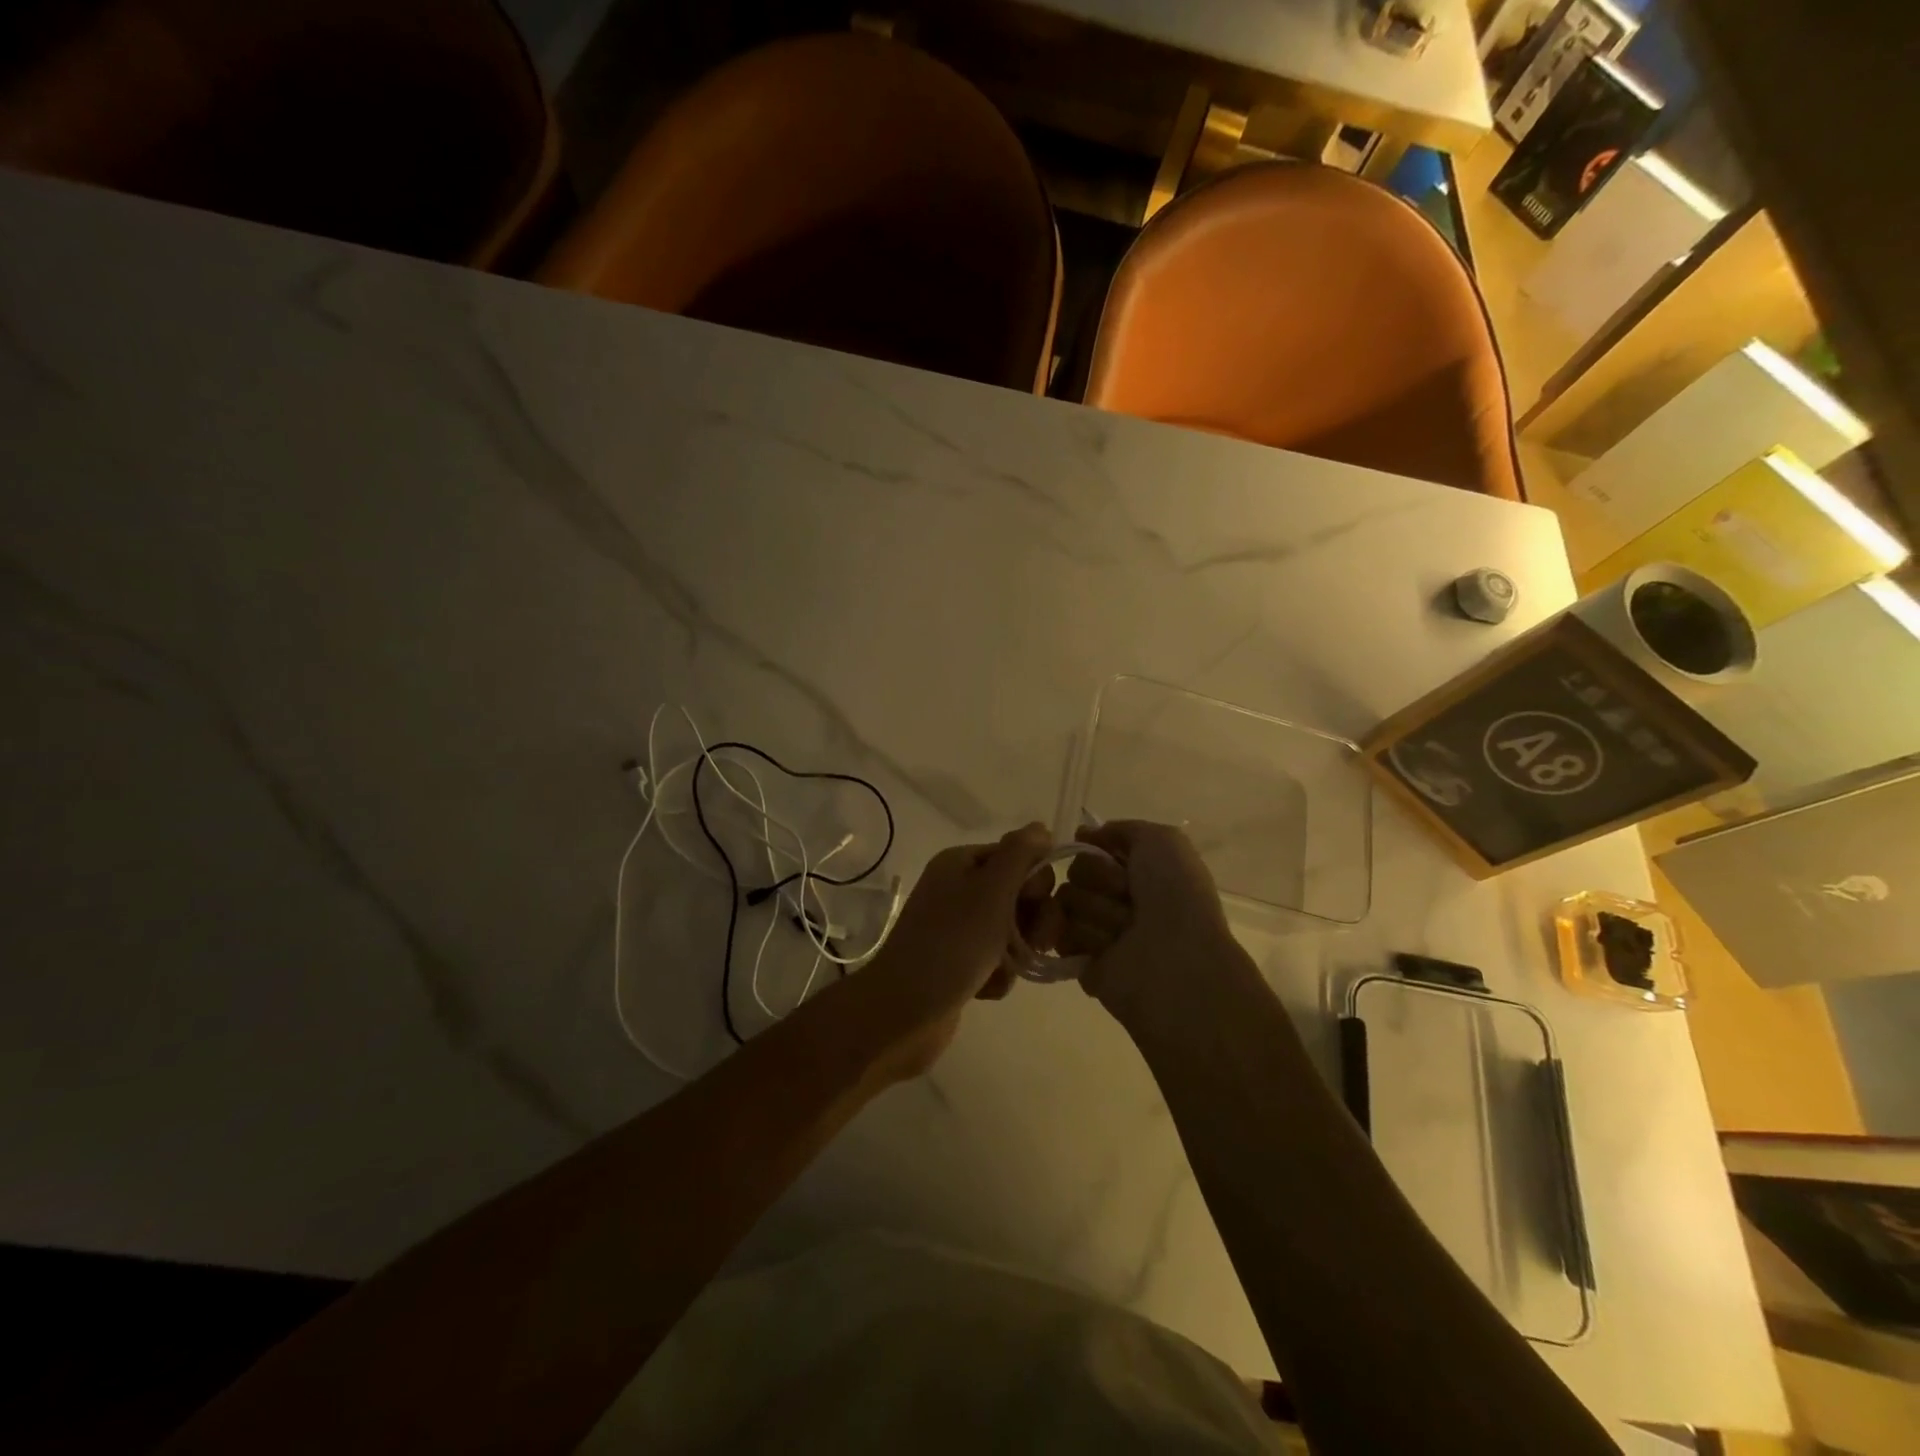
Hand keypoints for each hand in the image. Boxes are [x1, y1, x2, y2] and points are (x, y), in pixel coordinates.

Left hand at [855, 822, 1055, 1079]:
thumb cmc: (952, 943)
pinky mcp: (958, 963)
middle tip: (1031, 944)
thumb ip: (1020, 855)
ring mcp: (956, 927)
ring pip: (1013, 931)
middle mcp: (957, 889)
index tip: (1034, 906)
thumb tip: (1041, 828)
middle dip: (1032, 921)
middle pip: (1019, 894)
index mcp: (961, 863)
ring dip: (1017, 952)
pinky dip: (999, 975)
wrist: (904, 1011)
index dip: (1035, 882)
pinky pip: (996, 960)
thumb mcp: (992, 890)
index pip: (1018, 857)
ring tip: (1003, 971)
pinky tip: (986, 989)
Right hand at [1056, 820, 1252, 1028]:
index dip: (1100, 851)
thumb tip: (1084, 834)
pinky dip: (1083, 938)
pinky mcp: (1079, 959)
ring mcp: (1095, 928)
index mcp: (1135, 871)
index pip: (1091, 848)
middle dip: (1100, 881)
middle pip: (1075, 870)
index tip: (1118, 862)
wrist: (1176, 959)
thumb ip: (1121, 829)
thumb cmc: (1175, 895)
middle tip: (1129, 900)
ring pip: (1065, 901)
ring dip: (1097, 912)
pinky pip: (1058, 933)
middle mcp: (1114, 898)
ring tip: (1125, 932)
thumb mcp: (1162, 841)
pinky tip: (1107, 949)